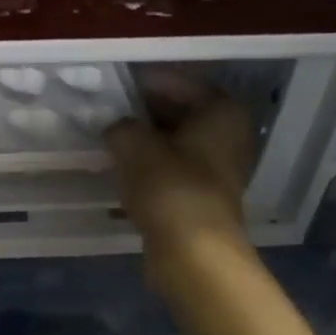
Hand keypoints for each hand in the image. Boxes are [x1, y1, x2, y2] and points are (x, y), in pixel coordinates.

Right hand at [106, 81, 256, 284]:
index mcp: (222, 112)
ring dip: (144, 140)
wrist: (192, 254)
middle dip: (143, 111)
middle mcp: (228, 135)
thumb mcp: (134, 145)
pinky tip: (120, 169)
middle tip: (108, 110)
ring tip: (108, 138)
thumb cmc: (170, 188)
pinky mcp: (202, 196)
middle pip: (180, 112)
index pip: (181, 82)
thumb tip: (115, 128)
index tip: (116, 83)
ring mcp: (218, 168)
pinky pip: (171, 169)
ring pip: (174, 142)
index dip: (147, 80)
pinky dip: (148, 166)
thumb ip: (120, 126)